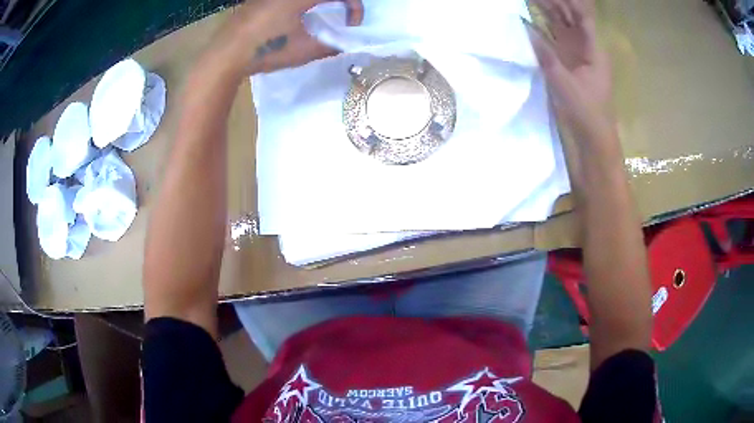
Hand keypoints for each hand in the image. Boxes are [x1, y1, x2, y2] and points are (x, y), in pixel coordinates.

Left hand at [214, 0, 363, 75]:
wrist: (226, 53)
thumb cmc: (267, 50)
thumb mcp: (304, 51)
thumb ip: (331, 45)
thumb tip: (345, 44)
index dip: (355, 6)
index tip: (352, 23)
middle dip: (340, 1)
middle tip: (342, 12)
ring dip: (321, 1)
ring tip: (323, 11)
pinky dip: (303, 3)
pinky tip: (295, 15)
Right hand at [527, 0, 613, 140]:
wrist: (592, 139)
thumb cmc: (586, 113)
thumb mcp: (565, 84)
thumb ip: (547, 56)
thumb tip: (527, 30)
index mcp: (593, 50)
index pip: (582, 17)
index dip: (568, 2)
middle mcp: (585, 48)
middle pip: (570, 18)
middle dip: (554, 3)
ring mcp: (576, 55)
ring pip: (562, 27)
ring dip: (547, 12)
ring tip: (531, 1)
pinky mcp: (567, 64)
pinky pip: (555, 40)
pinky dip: (543, 29)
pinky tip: (531, 21)